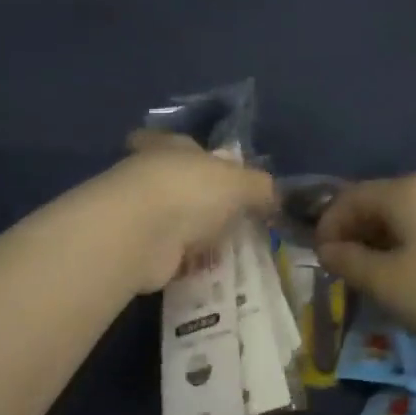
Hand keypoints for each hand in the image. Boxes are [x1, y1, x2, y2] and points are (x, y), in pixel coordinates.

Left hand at [91, 133, 276, 292]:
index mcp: (171, 147)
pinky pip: (171, 254)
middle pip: (178, 183)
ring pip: (174, 221)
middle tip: (231, 218)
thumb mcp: (240, 183)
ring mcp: (141, 214)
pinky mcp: (140, 250)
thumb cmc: (191, 191)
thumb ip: (261, 187)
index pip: (177, 142)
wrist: (142, 235)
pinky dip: (187, 262)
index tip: (208, 168)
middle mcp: (151, 175)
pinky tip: (209, 271)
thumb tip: (275, 197)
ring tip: (227, 248)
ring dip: (194, 234)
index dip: (192, 152)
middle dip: (200, 199)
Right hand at [317, 174, 415, 348]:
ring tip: (376, 276)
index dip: (327, 228)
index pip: (348, 199)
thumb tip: (327, 249)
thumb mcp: (386, 283)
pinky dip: (408, 244)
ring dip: (380, 241)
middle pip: (376, 202)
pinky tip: (414, 273)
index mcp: (403, 193)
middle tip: (345, 271)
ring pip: (403, 215)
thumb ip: (348, 261)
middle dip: (353, 234)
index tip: (321, 262)